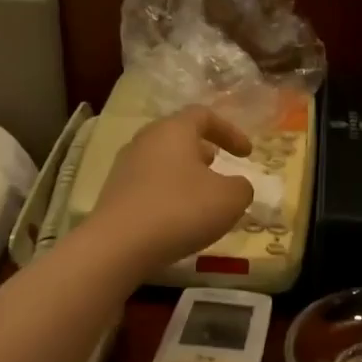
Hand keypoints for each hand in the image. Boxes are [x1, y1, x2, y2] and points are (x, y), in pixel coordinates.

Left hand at [88, 106, 255, 270]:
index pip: (204, 115)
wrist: (119, 245)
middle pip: (178, 136)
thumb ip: (242, 187)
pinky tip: (179, 216)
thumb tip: (237, 186)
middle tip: (219, 166)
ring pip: (163, 160)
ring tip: (202, 195)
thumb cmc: (181, 210)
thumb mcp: (229, 199)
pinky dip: (169, 192)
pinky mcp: (115, 193)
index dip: (230, 131)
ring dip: (185, 173)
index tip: (247, 153)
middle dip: (203, 150)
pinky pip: (149, 184)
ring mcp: (125, 166)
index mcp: (173, 130)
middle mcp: (145, 140)